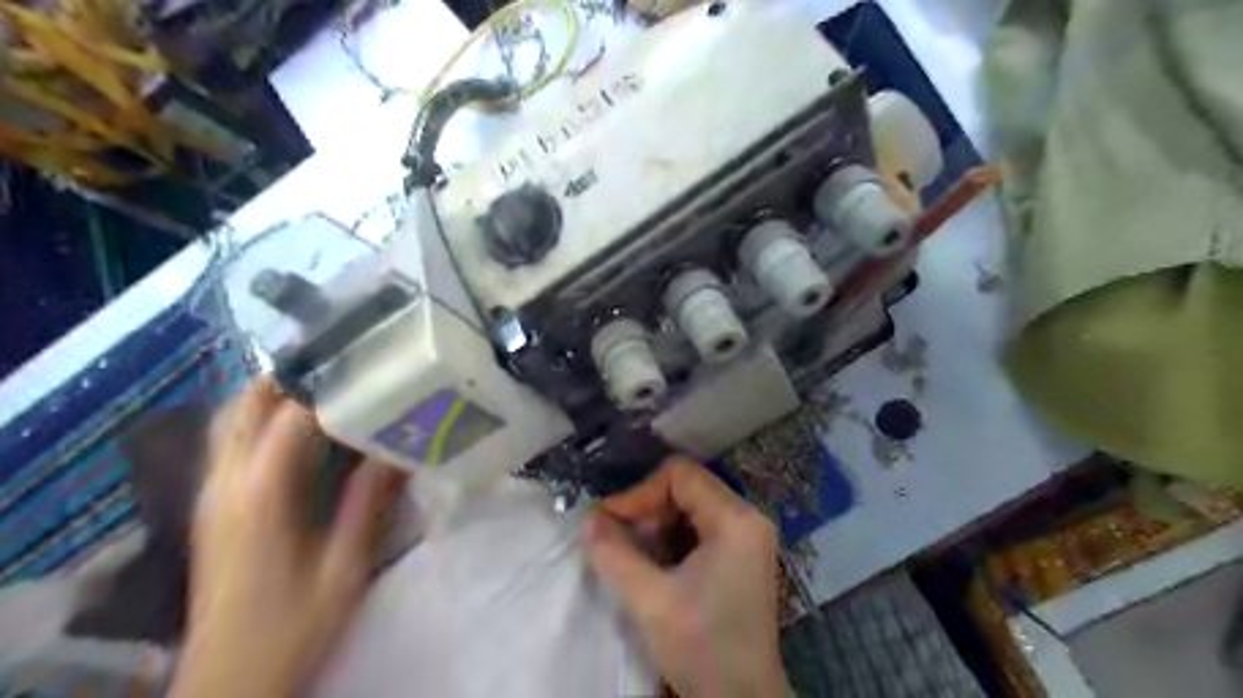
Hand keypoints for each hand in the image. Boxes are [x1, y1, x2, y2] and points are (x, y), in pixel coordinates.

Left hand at [170, 378, 400, 697]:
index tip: (369, 367)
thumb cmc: (294, 624)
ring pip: (230, 421)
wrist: (231, 679)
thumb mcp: (345, 566)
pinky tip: (299, 427)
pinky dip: (261, 420)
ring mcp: (213, 495)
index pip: (291, 418)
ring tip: (325, 381)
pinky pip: (231, 444)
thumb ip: (367, 502)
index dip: (329, 387)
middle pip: (245, 407)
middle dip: (290, 376)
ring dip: (272, 394)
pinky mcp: (214, 508)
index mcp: (260, 496)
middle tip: (343, 361)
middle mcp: (226, 485)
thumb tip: (396, 448)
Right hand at [583, 459, 785, 697]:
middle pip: (688, 487)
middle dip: (647, 509)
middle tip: (617, 539)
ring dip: (657, 525)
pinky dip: (672, 538)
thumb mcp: (650, 601)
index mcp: (735, 520)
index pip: (680, 475)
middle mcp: (748, 518)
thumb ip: (614, 554)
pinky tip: (655, 564)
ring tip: (633, 554)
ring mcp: (748, 537)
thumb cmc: (702, 648)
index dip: (640, 492)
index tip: (609, 520)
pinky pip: (701, 527)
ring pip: (692, 506)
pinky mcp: (742, 556)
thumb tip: (588, 519)